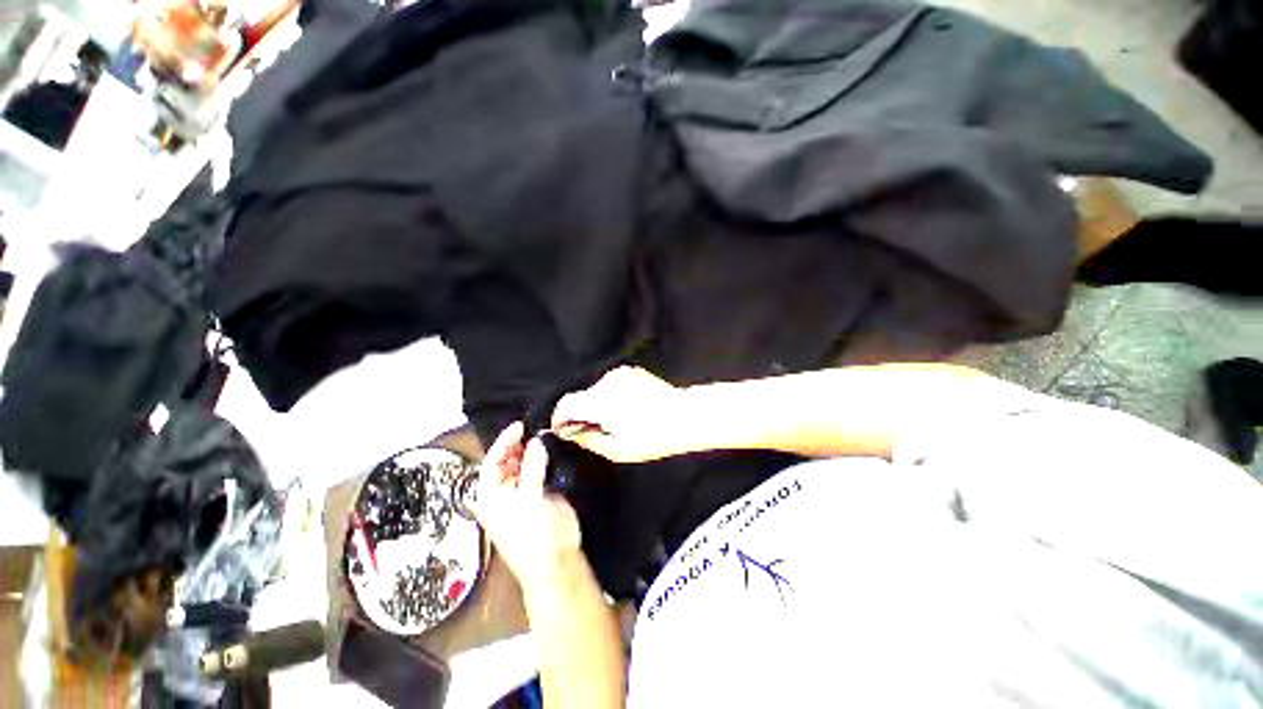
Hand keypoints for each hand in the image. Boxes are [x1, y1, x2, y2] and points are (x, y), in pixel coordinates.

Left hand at [468, 422, 581, 593]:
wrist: (556, 564)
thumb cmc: (536, 534)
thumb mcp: (531, 499)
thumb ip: (532, 467)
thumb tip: (535, 441)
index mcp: (490, 496)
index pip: (492, 461)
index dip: (504, 442)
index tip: (520, 425)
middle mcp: (502, 494)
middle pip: (504, 462)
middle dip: (516, 444)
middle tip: (532, 427)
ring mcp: (520, 495)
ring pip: (520, 466)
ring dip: (528, 451)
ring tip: (541, 435)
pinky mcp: (538, 496)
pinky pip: (536, 472)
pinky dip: (540, 460)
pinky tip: (549, 450)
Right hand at [550, 366, 695, 462]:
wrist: (683, 416)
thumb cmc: (652, 437)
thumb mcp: (617, 450)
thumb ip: (588, 440)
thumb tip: (571, 433)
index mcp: (600, 401)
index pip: (566, 404)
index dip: (560, 418)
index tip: (564, 430)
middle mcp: (607, 382)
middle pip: (581, 397)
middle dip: (582, 414)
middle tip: (595, 431)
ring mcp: (620, 374)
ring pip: (596, 391)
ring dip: (598, 405)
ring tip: (616, 420)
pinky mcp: (630, 371)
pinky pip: (610, 385)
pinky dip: (611, 396)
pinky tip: (627, 408)